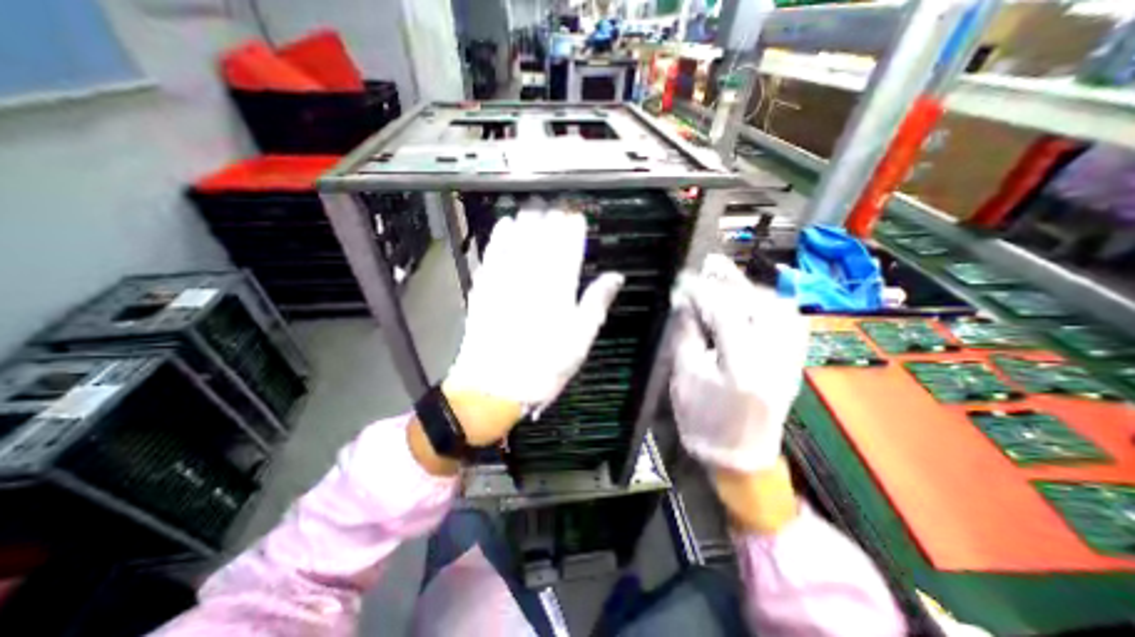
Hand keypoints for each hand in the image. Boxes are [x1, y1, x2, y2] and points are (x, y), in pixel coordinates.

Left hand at [439, 201, 618, 445]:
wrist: (493, 387)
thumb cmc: (542, 367)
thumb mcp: (580, 341)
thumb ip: (597, 303)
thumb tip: (616, 278)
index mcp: (559, 287)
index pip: (569, 244)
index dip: (574, 225)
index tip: (578, 214)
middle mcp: (532, 275)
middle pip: (543, 233)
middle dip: (552, 214)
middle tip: (557, 203)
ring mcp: (505, 278)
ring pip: (517, 236)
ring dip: (527, 217)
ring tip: (535, 205)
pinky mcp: (484, 285)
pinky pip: (492, 251)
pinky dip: (500, 234)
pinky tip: (505, 224)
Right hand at [668, 255, 811, 472]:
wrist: (740, 457)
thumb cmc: (703, 422)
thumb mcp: (684, 379)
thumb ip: (686, 336)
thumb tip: (685, 303)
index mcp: (742, 366)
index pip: (724, 312)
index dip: (702, 291)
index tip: (683, 280)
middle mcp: (774, 358)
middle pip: (758, 304)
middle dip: (731, 280)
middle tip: (710, 264)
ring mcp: (790, 359)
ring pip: (779, 308)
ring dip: (751, 288)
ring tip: (729, 277)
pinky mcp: (794, 362)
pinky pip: (791, 321)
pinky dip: (771, 302)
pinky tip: (755, 296)